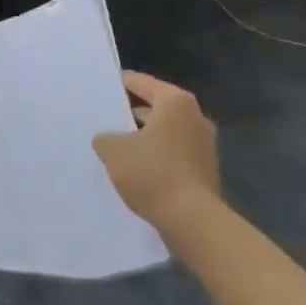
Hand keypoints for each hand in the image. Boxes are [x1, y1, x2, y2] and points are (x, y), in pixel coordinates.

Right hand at [92, 71, 220, 235]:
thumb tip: (106, 138)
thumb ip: (104, 137)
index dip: (118, 84)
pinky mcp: (205, 170)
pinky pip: (174, 154)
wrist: (194, 222)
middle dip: (130, 114)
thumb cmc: (153, 173)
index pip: (140, 82)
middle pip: (155, 107)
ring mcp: (204, 144)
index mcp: (175, 101)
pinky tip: (136, 171)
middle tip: (104, 120)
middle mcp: (195, 116)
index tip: (100, 88)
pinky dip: (157, 157)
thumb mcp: (114, 151)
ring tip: (117, 148)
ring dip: (144, 138)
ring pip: (165, 132)